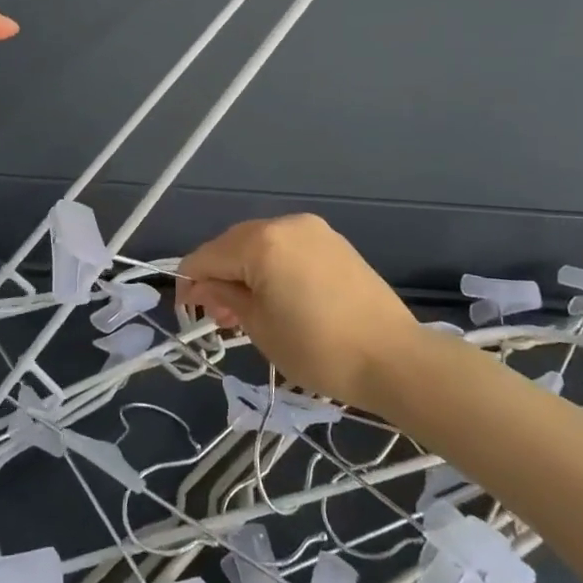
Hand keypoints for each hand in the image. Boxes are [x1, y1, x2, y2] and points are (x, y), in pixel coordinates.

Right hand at [178, 214, 420, 412]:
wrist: (394, 358)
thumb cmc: (318, 348)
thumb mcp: (259, 327)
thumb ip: (225, 298)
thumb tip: (202, 287)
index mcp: (261, 241)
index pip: (206, 256)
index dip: (189, 284)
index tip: (189, 314)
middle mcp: (285, 224)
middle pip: (233, 245)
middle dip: (219, 277)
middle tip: (219, 319)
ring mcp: (313, 230)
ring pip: (261, 245)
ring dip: (245, 272)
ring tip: (247, 311)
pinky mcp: (334, 242)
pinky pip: (288, 248)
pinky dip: (273, 267)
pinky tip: (277, 296)